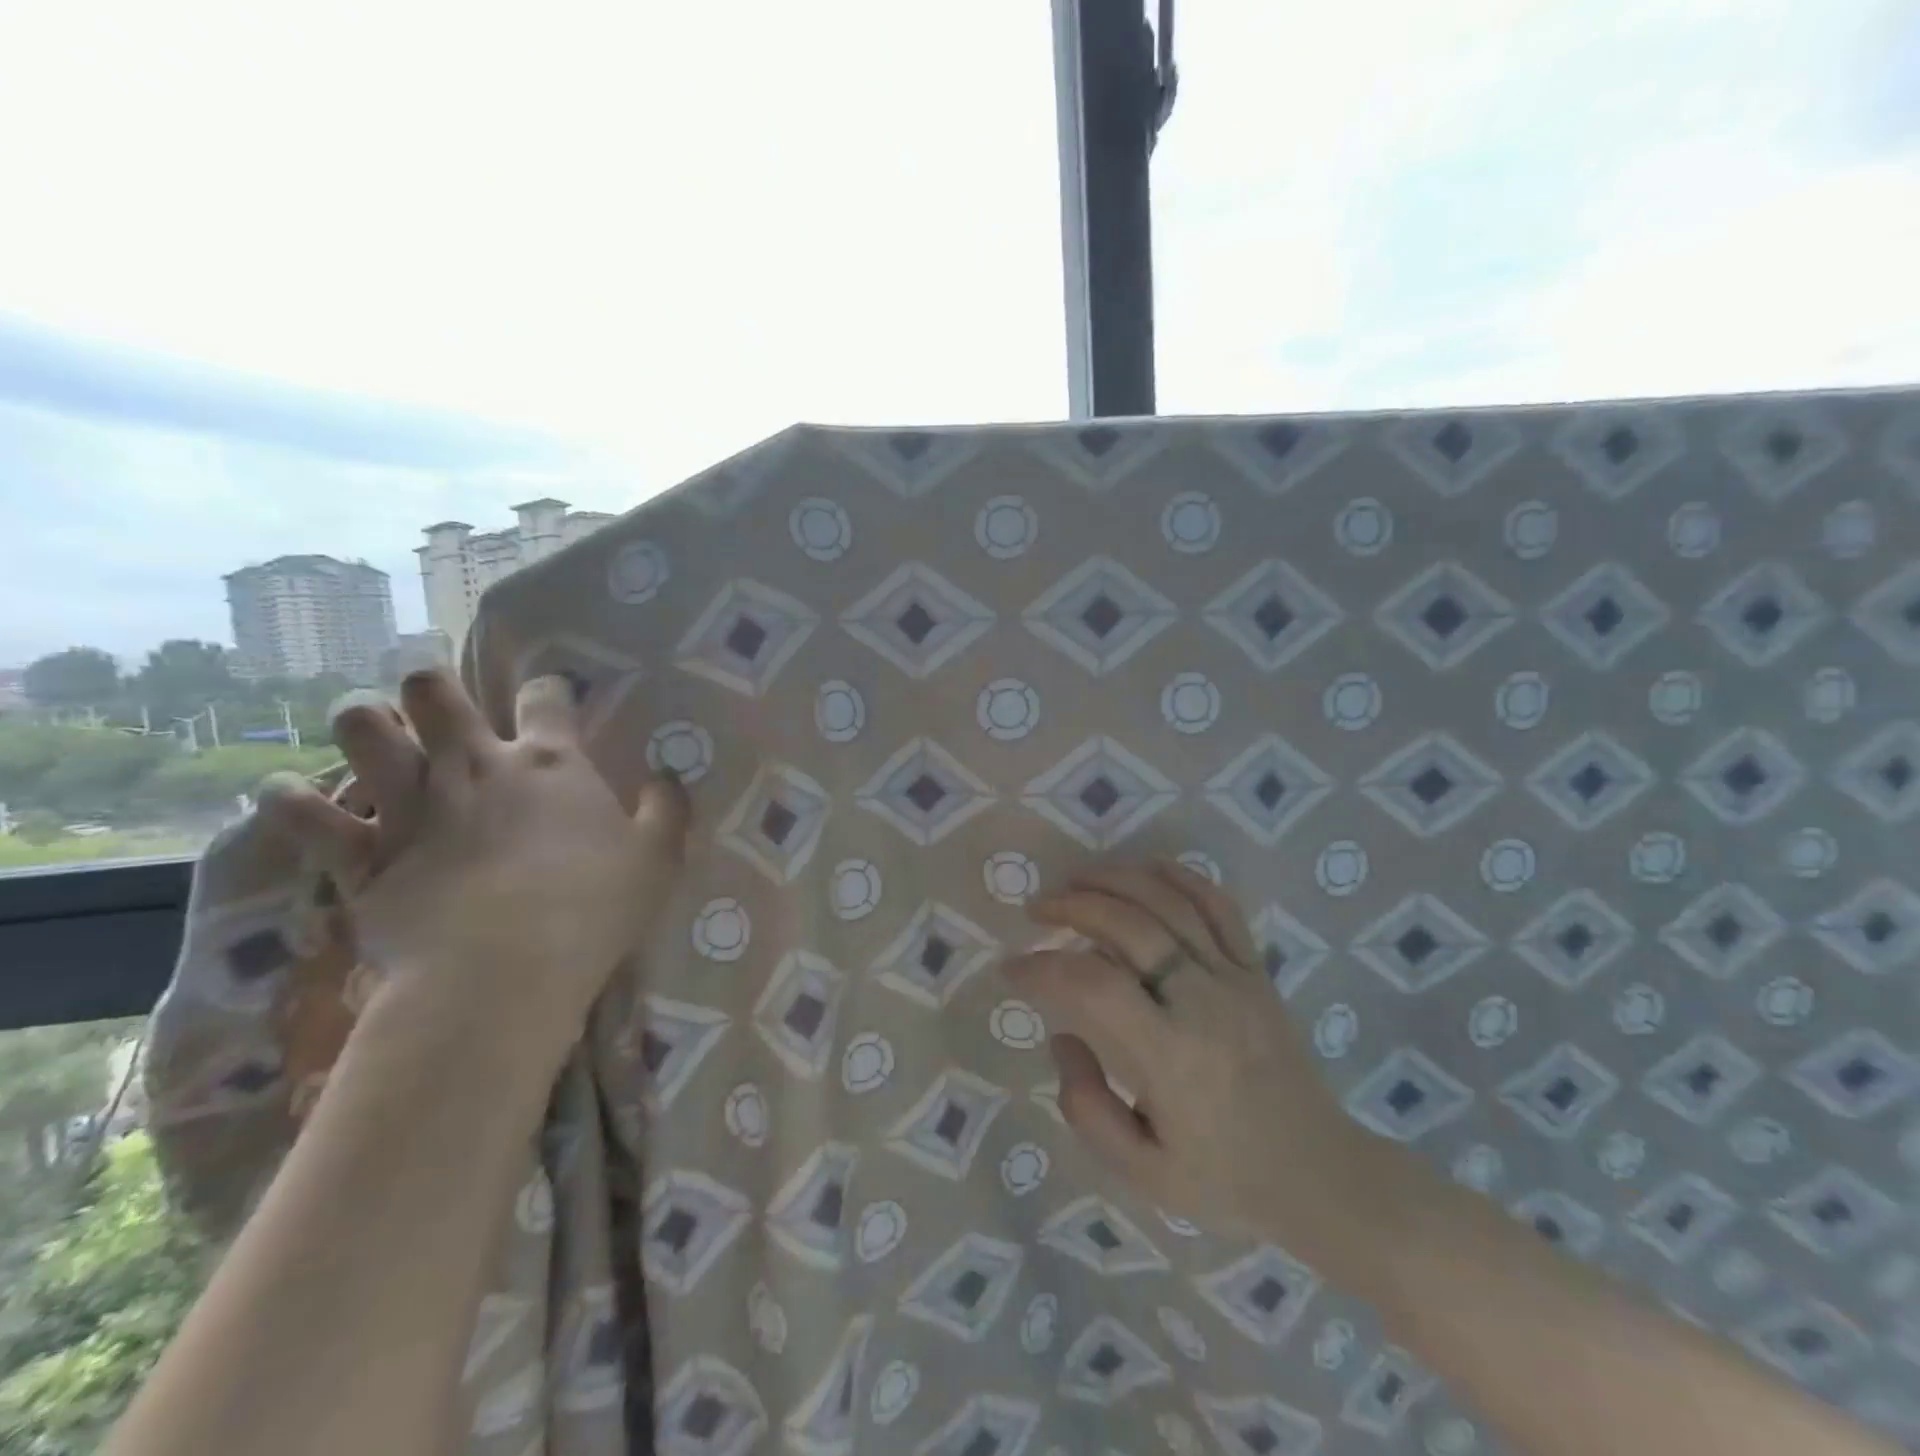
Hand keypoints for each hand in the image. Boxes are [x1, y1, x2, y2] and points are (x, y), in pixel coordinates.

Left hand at [258, 669, 688, 1063]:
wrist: (503, 972)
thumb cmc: (593, 908)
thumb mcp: (658, 858)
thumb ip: (667, 809)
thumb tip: (668, 777)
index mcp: (550, 762)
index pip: (546, 697)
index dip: (548, 689)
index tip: (551, 699)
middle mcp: (474, 766)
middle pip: (433, 691)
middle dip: (428, 684)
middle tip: (434, 700)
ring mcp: (412, 805)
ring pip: (360, 729)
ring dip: (361, 722)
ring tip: (369, 732)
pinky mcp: (361, 855)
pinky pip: (304, 813)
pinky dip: (292, 800)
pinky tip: (288, 793)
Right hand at [1006, 862, 1400, 1266]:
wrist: (1321, 1175)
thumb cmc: (1226, 1179)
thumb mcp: (1144, 1174)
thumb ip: (1087, 1107)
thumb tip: (1061, 1037)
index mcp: (1172, 1058)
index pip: (1094, 986)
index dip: (1043, 968)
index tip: (1012, 969)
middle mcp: (1204, 1004)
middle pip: (1130, 926)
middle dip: (1073, 906)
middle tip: (1038, 910)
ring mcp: (1237, 979)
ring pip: (1171, 904)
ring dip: (1116, 880)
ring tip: (1076, 880)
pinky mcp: (1258, 971)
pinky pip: (1220, 907)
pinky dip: (1179, 877)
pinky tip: (1145, 869)